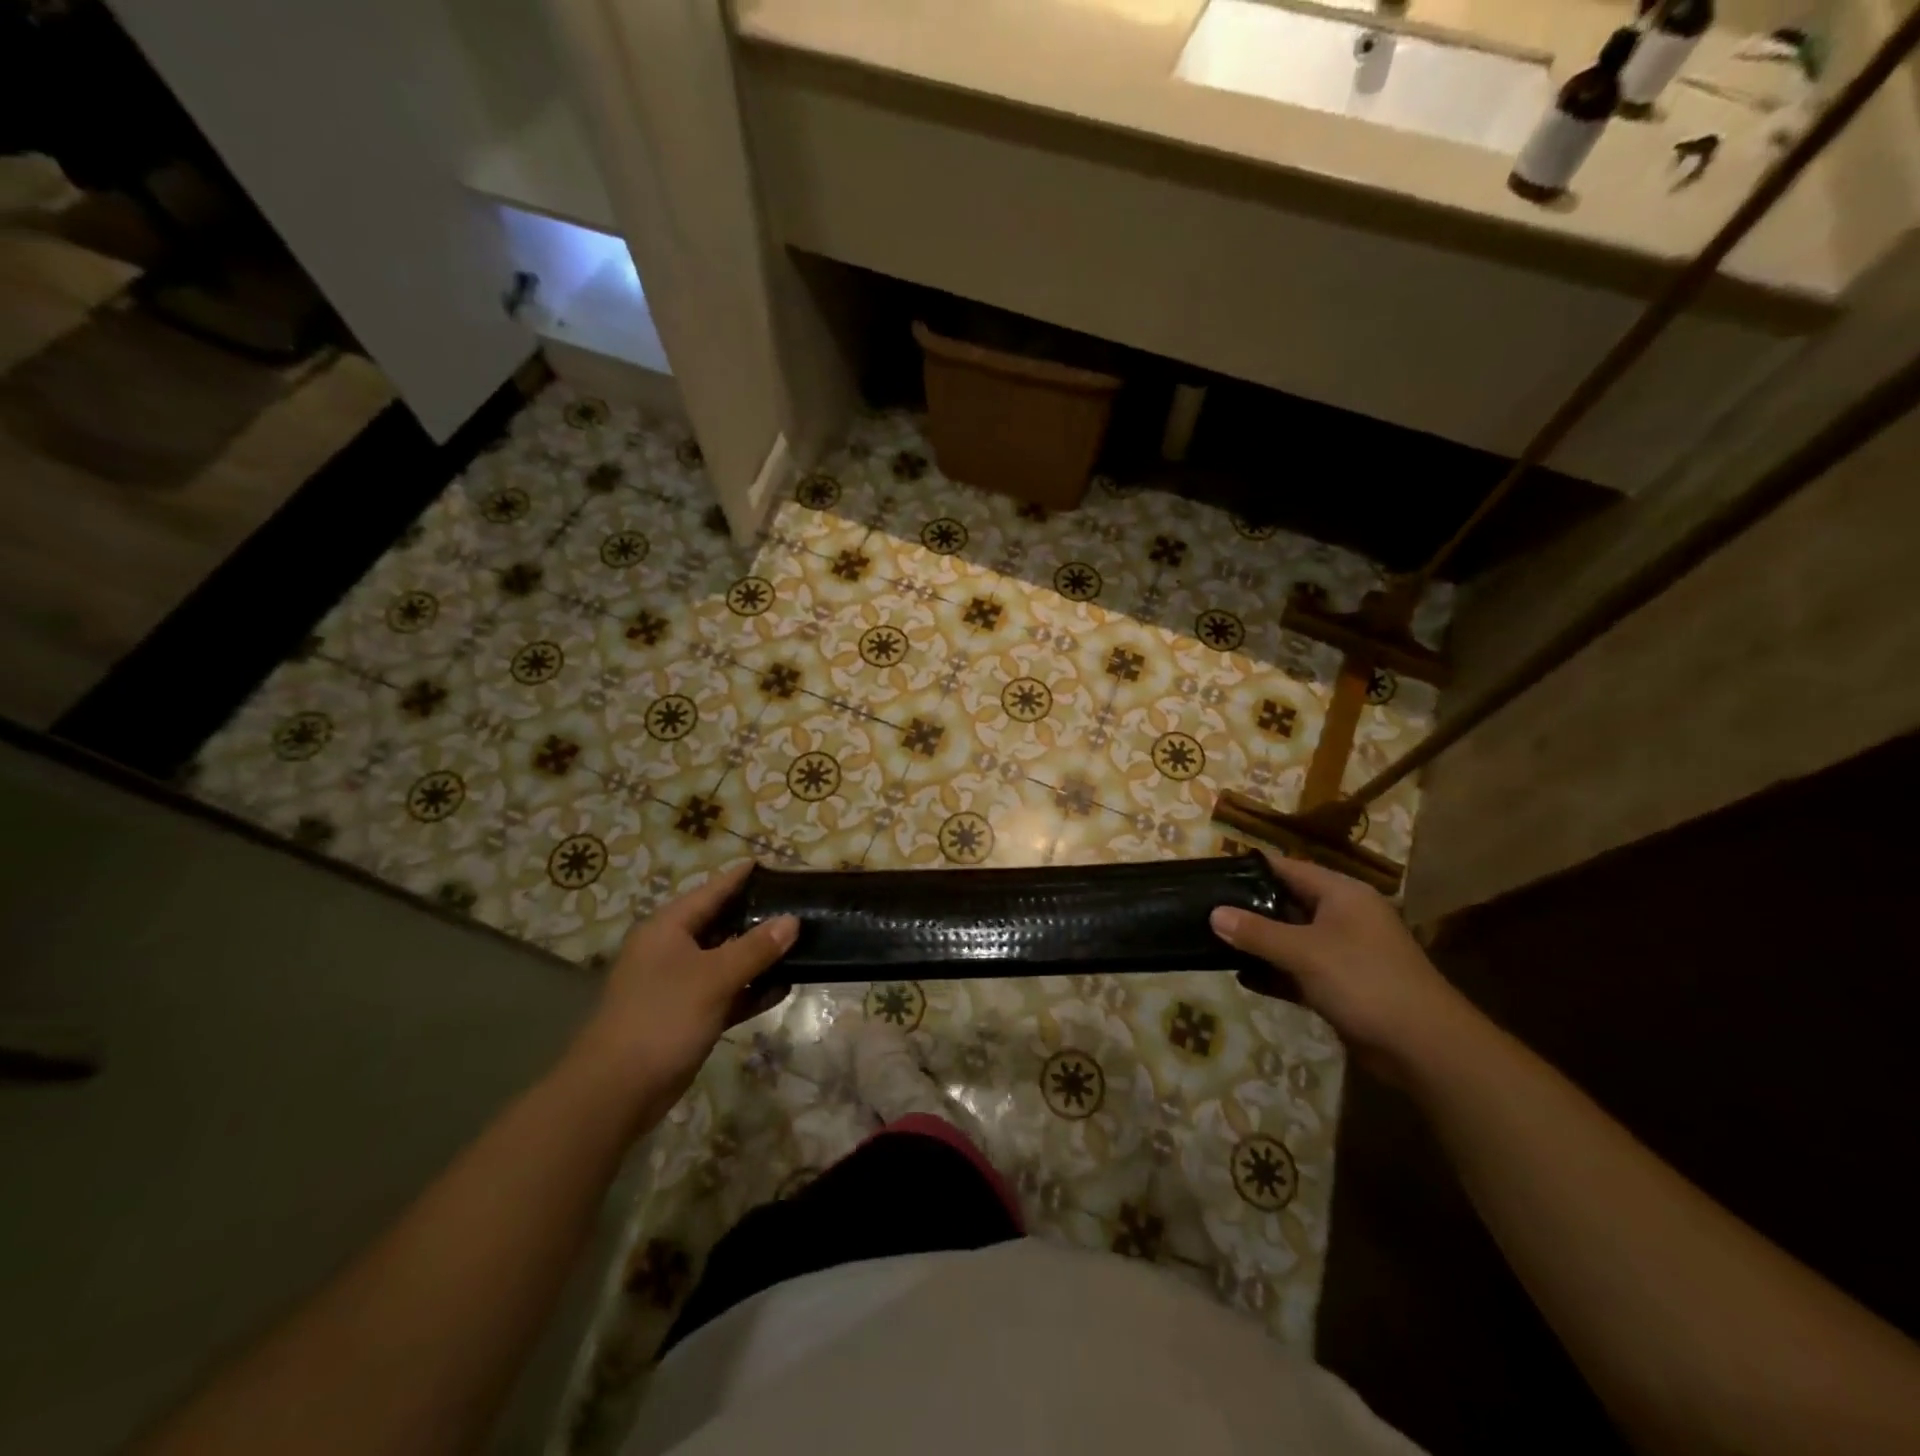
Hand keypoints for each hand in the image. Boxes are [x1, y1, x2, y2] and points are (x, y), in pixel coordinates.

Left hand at [567, 863, 796, 1117]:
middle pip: (721, 923)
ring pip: (727, 960)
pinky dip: (751, 989)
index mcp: (669, 928)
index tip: (772, 863)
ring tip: (801, 943)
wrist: (616, 1091)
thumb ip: (755, 948)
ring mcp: (680, 984)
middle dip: (758, 916)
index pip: (712, 890)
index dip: (741, 877)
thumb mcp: (713, 977)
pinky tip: (783, 987)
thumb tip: (792, 920)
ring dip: (759, 956)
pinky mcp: (689, 1016)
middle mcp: (673, 950)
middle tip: (798, 904)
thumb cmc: (662, 1018)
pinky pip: (727, 992)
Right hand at [1211, 852, 1473, 1079]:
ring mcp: (1344, 953)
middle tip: (1206, 909)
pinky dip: (1274, 972)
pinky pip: (1299, 970)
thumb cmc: (1364, 981)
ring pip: (1292, 939)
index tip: (1213, 874)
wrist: (1424, 1047)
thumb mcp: (1305, 951)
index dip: (1251, 869)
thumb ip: (1257, 932)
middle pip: (1288, 903)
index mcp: (1342, 894)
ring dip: (1259, 943)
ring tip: (1214, 941)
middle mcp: (1344, 917)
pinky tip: (1243, 977)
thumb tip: (1214, 914)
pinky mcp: (1342, 986)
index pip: (1288, 868)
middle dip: (1249, 908)